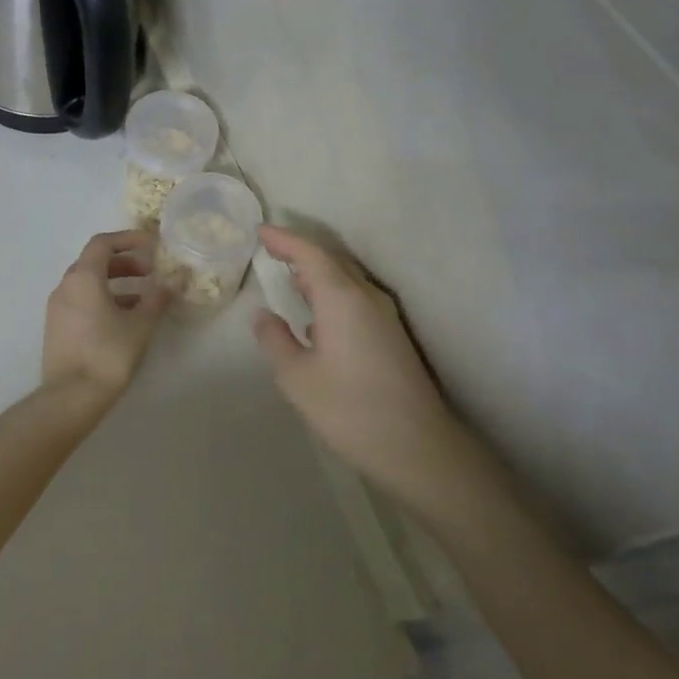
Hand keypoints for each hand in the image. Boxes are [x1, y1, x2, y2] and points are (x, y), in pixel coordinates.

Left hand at [42, 230, 171, 404]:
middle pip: (94, 261)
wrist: (70, 398)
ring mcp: (57, 308)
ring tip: (143, 297)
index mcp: (83, 277)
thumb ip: (159, 297)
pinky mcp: (57, 328)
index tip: (152, 245)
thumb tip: (176, 278)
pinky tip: (124, 319)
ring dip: (115, 282)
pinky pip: (81, 301)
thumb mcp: (141, 324)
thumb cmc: (108, 354)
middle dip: (124, 262)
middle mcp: (65, 286)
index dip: (129, 238)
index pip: (103, 243)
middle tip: (151, 272)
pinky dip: (103, 299)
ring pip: (88, 283)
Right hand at [252, 226, 463, 497]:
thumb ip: (275, 340)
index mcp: (341, 298)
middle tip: (270, 248)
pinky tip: (316, 315)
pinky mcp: (392, 335)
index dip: (283, 239)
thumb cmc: (350, 409)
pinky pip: (355, 297)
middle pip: (331, 260)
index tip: (260, 231)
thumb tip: (264, 316)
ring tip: (289, 275)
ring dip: (317, 272)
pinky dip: (330, 292)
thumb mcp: (296, 378)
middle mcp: (366, 297)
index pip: (309, 253)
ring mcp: (384, 316)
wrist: (418, 447)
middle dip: (300, 251)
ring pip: (345, 279)